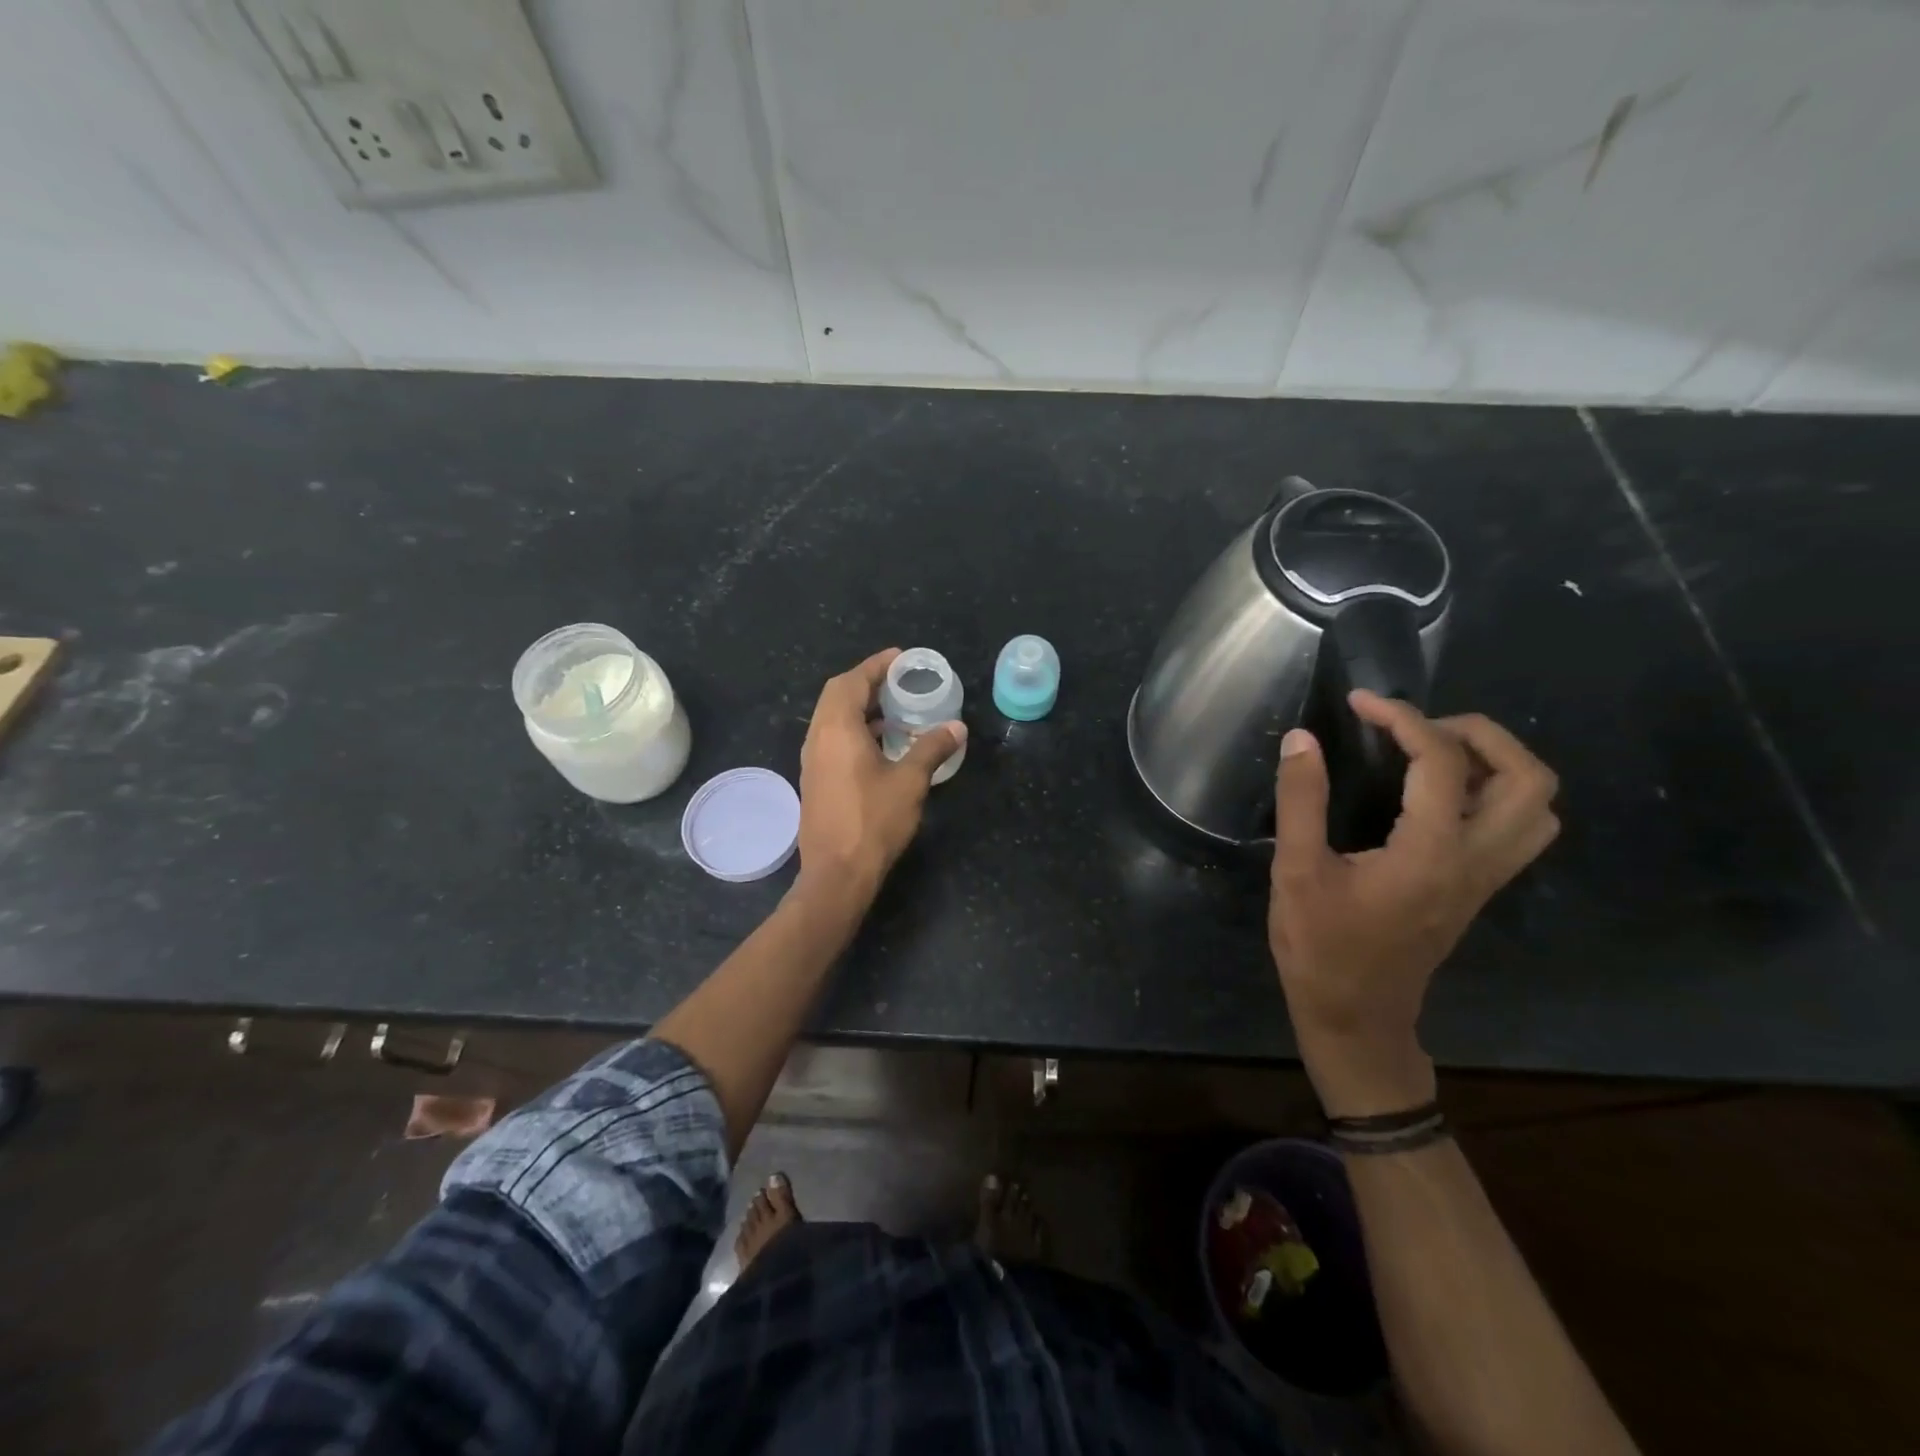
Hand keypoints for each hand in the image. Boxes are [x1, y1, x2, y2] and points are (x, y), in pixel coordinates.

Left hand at [793, 648, 965, 911]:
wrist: (837, 874)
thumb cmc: (873, 821)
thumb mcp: (910, 781)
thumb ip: (932, 748)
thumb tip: (957, 727)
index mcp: (837, 729)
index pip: (852, 681)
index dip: (875, 665)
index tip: (900, 658)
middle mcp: (817, 737)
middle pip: (837, 695)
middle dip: (866, 682)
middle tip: (898, 682)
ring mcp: (812, 760)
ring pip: (831, 718)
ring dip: (859, 707)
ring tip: (894, 710)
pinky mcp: (815, 779)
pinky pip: (831, 739)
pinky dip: (854, 729)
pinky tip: (880, 744)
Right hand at [1269, 692, 1559, 1116]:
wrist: (1356, 1016)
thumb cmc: (1321, 947)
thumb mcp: (1295, 871)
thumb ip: (1301, 801)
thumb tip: (1303, 739)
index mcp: (1430, 853)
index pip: (1442, 762)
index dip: (1403, 719)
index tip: (1361, 704)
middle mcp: (1475, 861)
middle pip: (1527, 778)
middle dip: (1476, 733)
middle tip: (1415, 727)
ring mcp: (1485, 878)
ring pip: (1535, 805)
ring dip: (1495, 764)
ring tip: (1431, 754)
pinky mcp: (1477, 889)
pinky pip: (1516, 826)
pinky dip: (1490, 792)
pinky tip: (1434, 793)